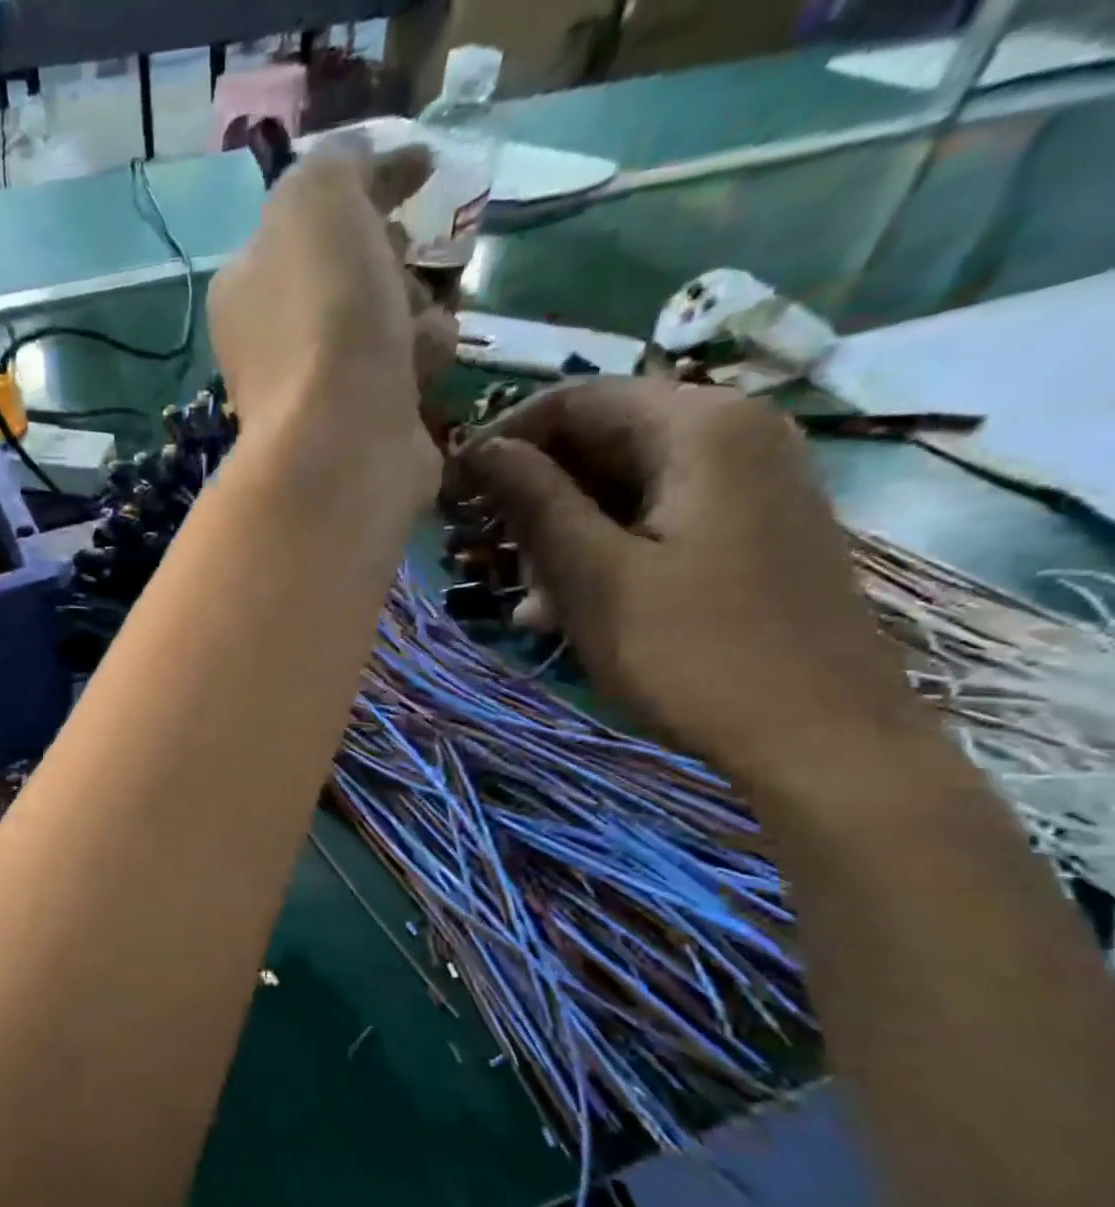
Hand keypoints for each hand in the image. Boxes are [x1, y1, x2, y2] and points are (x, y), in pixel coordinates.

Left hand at [209, 143, 455, 499]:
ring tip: (410, 331)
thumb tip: (364, 161)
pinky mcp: (361, 424)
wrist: (342, 438)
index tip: (421, 170)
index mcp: (247, 283)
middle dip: (392, 256)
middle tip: (402, 259)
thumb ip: (338, 163)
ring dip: (415, 311)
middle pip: (352, 271)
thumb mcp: (319, 199)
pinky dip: (422, 361)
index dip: (366, 186)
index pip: (308, 217)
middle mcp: (273, 338)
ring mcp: (315, 387)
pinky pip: (406, 370)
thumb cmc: (324, 314)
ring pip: (388, 319)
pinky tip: (419, 372)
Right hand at [454, 378, 920, 787]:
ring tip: (521, 597)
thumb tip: (480, 448)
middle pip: (601, 441)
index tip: (453, 494)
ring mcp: (748, 486)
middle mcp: (732, 435)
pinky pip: (654, 521)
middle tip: (482, 553)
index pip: (574, 400)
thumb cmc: (692, 651)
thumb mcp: (592, 574)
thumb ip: (533, 500)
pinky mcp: (749, 533)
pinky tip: (561, 608)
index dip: (502, 440)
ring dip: (559, 533)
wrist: (820, 739)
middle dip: (531, 495)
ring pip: (623, 486)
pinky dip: (601, 552)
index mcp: (698, 427)